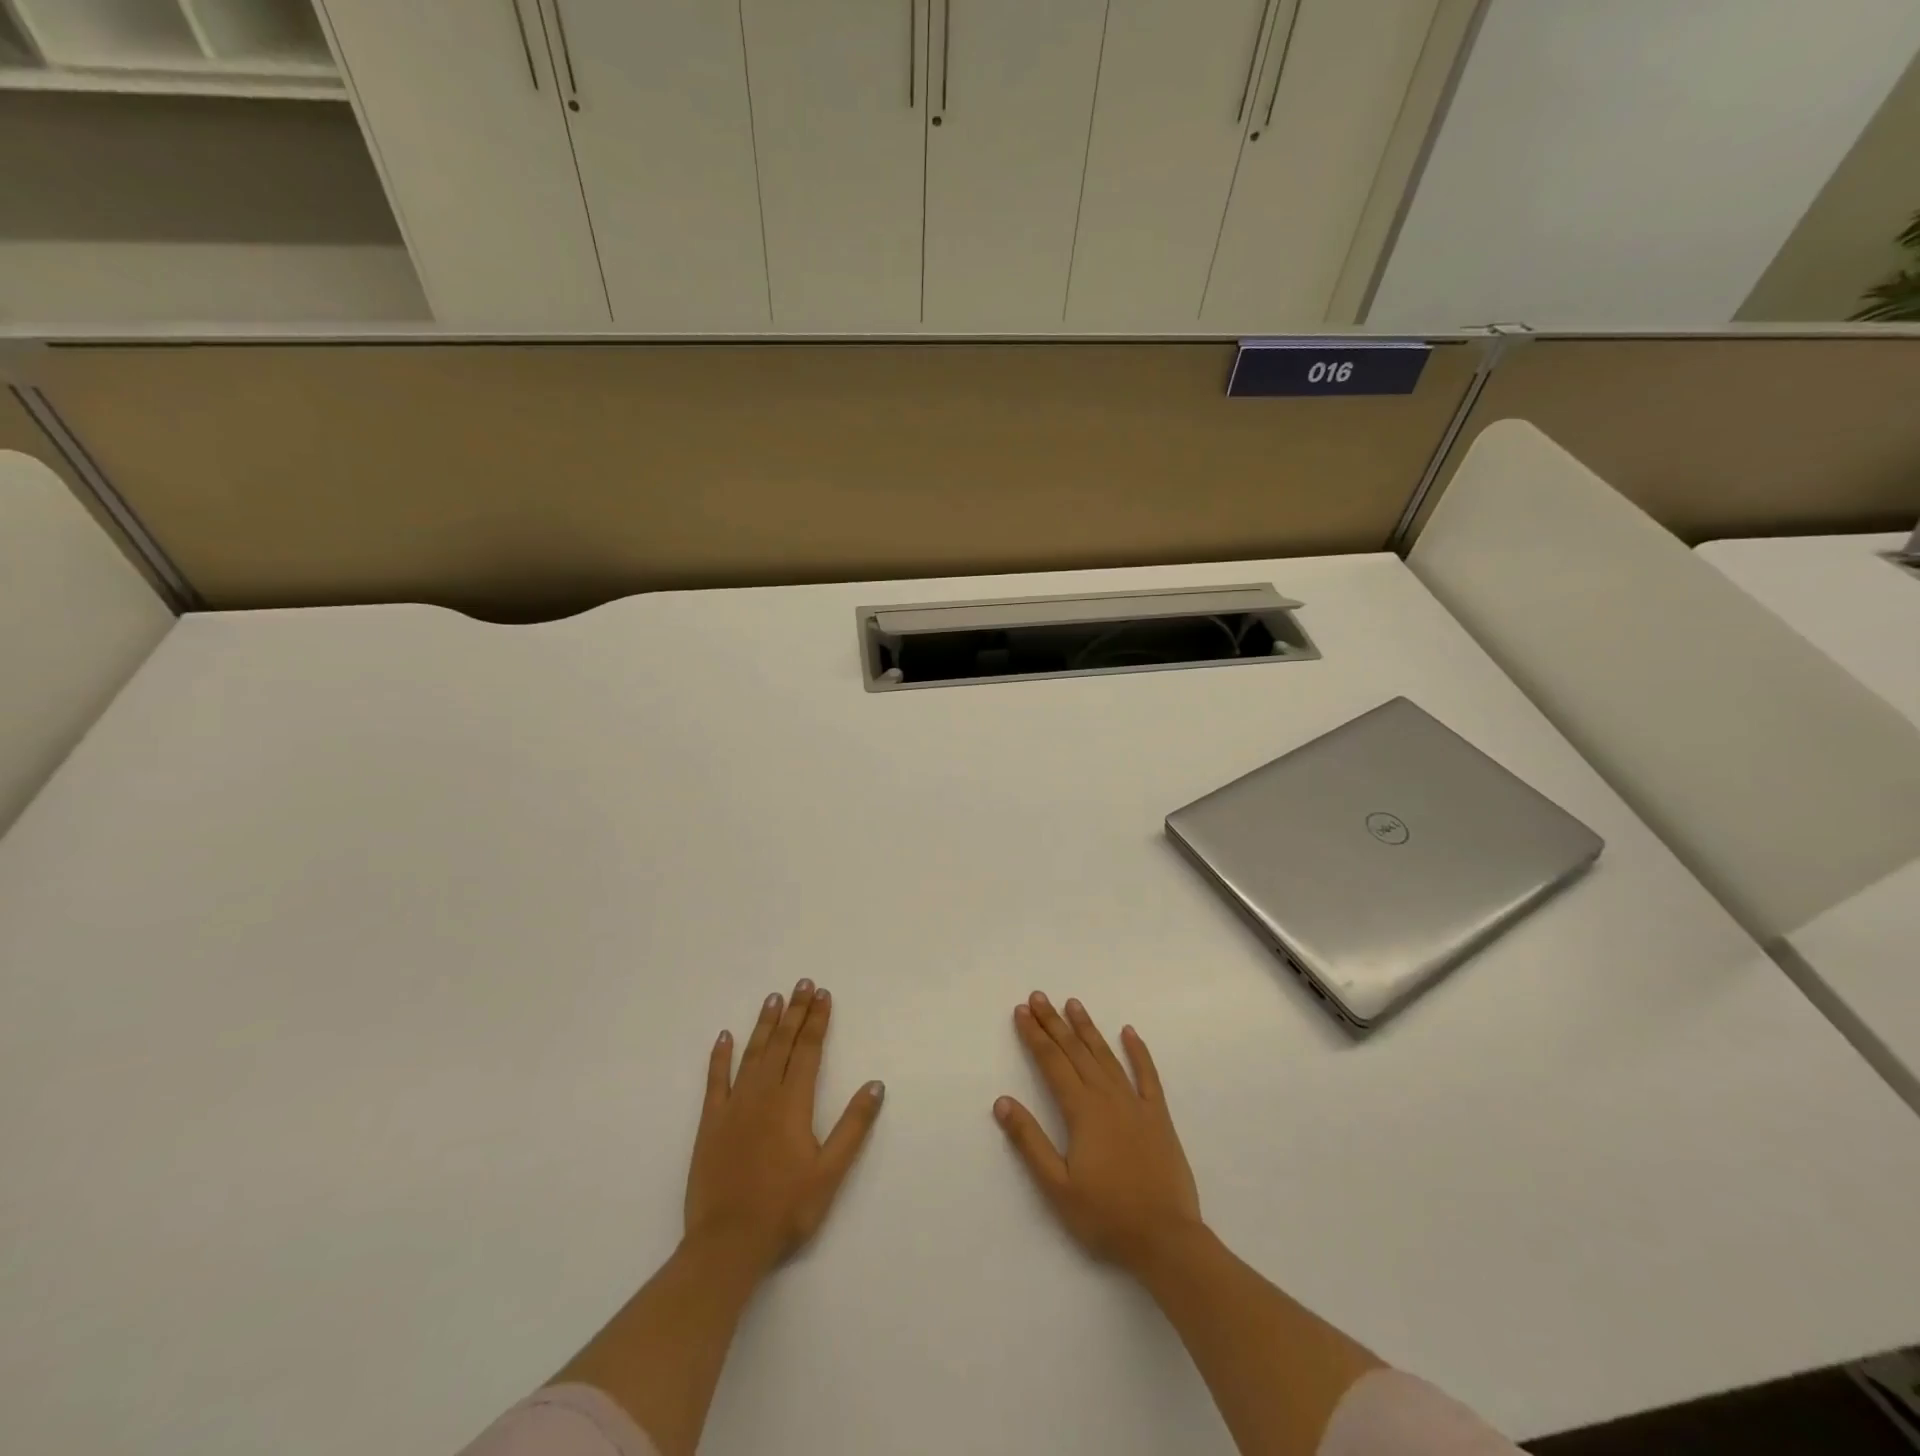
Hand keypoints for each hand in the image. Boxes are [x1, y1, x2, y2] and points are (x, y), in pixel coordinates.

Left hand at [686, 980, 884, 1275]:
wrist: (727, 1243)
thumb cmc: (785, 1209)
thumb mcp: (830, 1172)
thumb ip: (853, 1126)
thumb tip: (875, 1084)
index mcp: (793, 1103)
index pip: (808, 1049)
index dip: (816, 1020)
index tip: (822, 994)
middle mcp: (763, 1094)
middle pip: (782, 1043)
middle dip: (795, 1011)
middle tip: (802, 983)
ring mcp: (734, 1106)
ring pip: (752, 1053)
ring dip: (764, 1024)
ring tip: (773, 998)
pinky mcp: (710, 1123)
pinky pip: (715, 1080)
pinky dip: (720, 1056)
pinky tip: (725, 1037)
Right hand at [994, 991, 1202, 1272]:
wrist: (1166, 1240)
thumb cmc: (1106, 1217)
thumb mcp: (1057, 1187)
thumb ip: (1029, 1141)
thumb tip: (1002, 1101)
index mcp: (1082, 1111)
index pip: (1052, 1063)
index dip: (1034, 1036)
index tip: (1021, 1011)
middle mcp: (1107, 1097)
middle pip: (1075, 1051)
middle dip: (1054, 1023)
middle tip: (1038, 996)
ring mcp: (1135, 1104)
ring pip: (1106, 1056)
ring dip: (1088, 1029)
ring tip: (1073, 1004)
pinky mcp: (1158, 1117)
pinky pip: (1147, 1075)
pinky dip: (1138, 1051)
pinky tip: (1129, 1032)